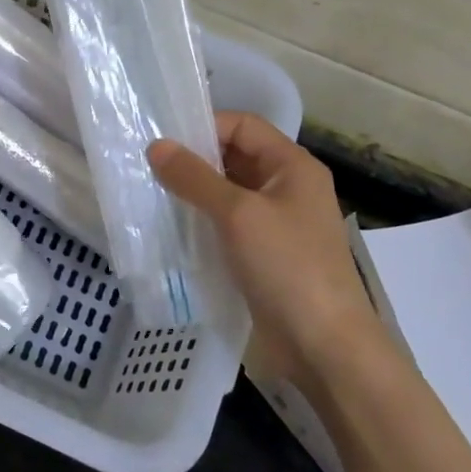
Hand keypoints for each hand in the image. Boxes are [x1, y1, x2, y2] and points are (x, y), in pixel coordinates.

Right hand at [148, 113, 387, 392]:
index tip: (162, 140)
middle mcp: (287, 188)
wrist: (324, 345)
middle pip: (235, 158)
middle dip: (194, 160)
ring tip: (150, 194)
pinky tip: (170, 228)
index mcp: (293, 166)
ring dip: (193, 192)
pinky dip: (201, 221)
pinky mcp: (263, 255)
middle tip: (146, 166)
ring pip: (228, 193)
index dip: (205, 126)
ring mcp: (276, 224)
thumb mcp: (238, 214)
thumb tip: (156, 146)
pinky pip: (227, 225)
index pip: (244, 126)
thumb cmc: (287, 267)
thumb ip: (195, 178)